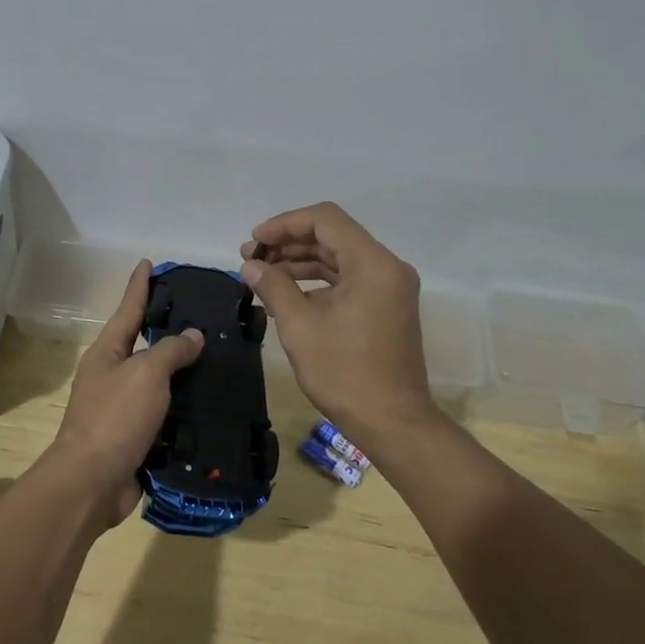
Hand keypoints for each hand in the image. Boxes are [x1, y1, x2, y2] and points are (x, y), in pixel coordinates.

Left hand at [47, 260, 204, 527]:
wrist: (91, 483)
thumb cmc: (115, 418)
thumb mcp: (145, 373)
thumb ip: (170, 351)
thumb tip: (191, 335)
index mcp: (107, 353)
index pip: (128, 309)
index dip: (139, 286)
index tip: (148, 263)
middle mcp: (112, 376)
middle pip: (143, 344)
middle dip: (168, 329)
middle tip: (201, 314)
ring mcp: (122, 409)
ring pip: (158, 383)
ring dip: (183, 373)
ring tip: (216, 359)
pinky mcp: (136, 438)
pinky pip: (165, 415)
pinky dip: (185, 409)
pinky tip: (210, 404)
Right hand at [241, 202, 436, 445]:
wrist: (393, 423)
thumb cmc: (345, 373)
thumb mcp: (300, 327)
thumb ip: (274, 287)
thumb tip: (251, 265)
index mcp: (373, 264)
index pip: (325, 220)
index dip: (285, 224)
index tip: (255, 242)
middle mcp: (387, 267)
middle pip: (333, 236)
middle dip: (290, 243)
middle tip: (252, 259)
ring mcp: (390, 287)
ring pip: (340, 257)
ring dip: (301, 262)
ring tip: (263, 274)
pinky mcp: (386, 306)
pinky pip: (349, 278)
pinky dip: (318, 280)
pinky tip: (288, 292)